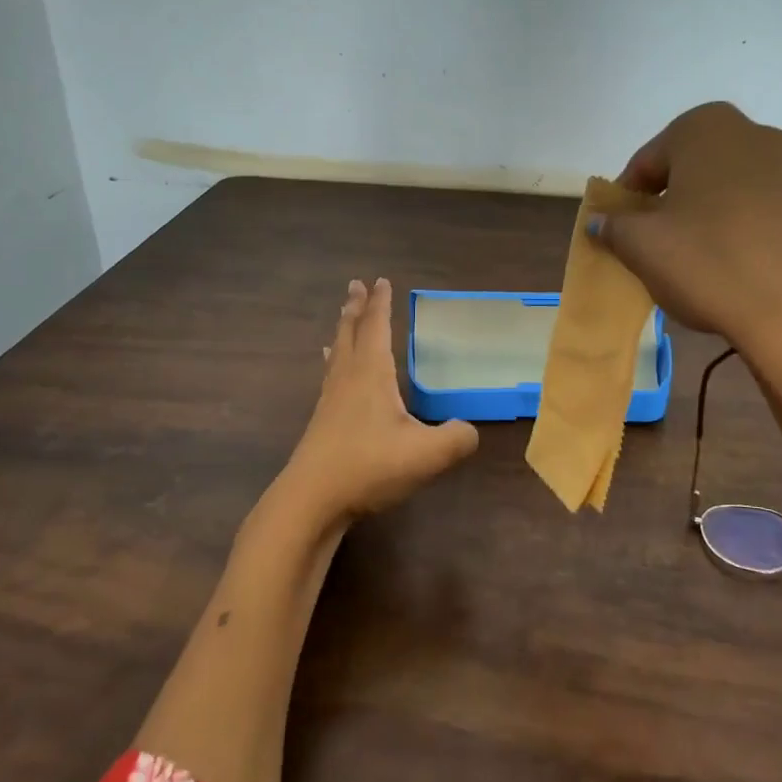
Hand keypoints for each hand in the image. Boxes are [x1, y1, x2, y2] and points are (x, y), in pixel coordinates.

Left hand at [275, 278, 478, 528]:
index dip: (381, 304)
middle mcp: (348, 379)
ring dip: (343, 332)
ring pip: (337, 354)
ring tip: (343, 317)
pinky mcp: (322, 423)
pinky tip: (333, 375)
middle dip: (356, 308)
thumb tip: (469, 431)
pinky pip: (330, 377)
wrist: (312, 501)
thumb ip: (456, 438)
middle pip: (350, 333)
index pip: (377, 328)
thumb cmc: (369, 467)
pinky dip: (334, 362)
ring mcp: (330, 401)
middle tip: (355, 286)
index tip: (381, 280)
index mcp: (371, 374)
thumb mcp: (427, 454)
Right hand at [591, 102, 781, 366]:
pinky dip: (756, 236)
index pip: (649, 160)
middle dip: (676, 203)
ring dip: (717, 218)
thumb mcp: (642, 247)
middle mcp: (759, 136)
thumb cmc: (710, 262)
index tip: (621, 232)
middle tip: (661, 246)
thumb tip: (601, 221)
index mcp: (706, 129)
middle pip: (698, 170)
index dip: (628, 198)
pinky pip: (776, 218)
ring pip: (740, 192)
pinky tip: (749, 273)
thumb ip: (614, 227)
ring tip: (706, 264)